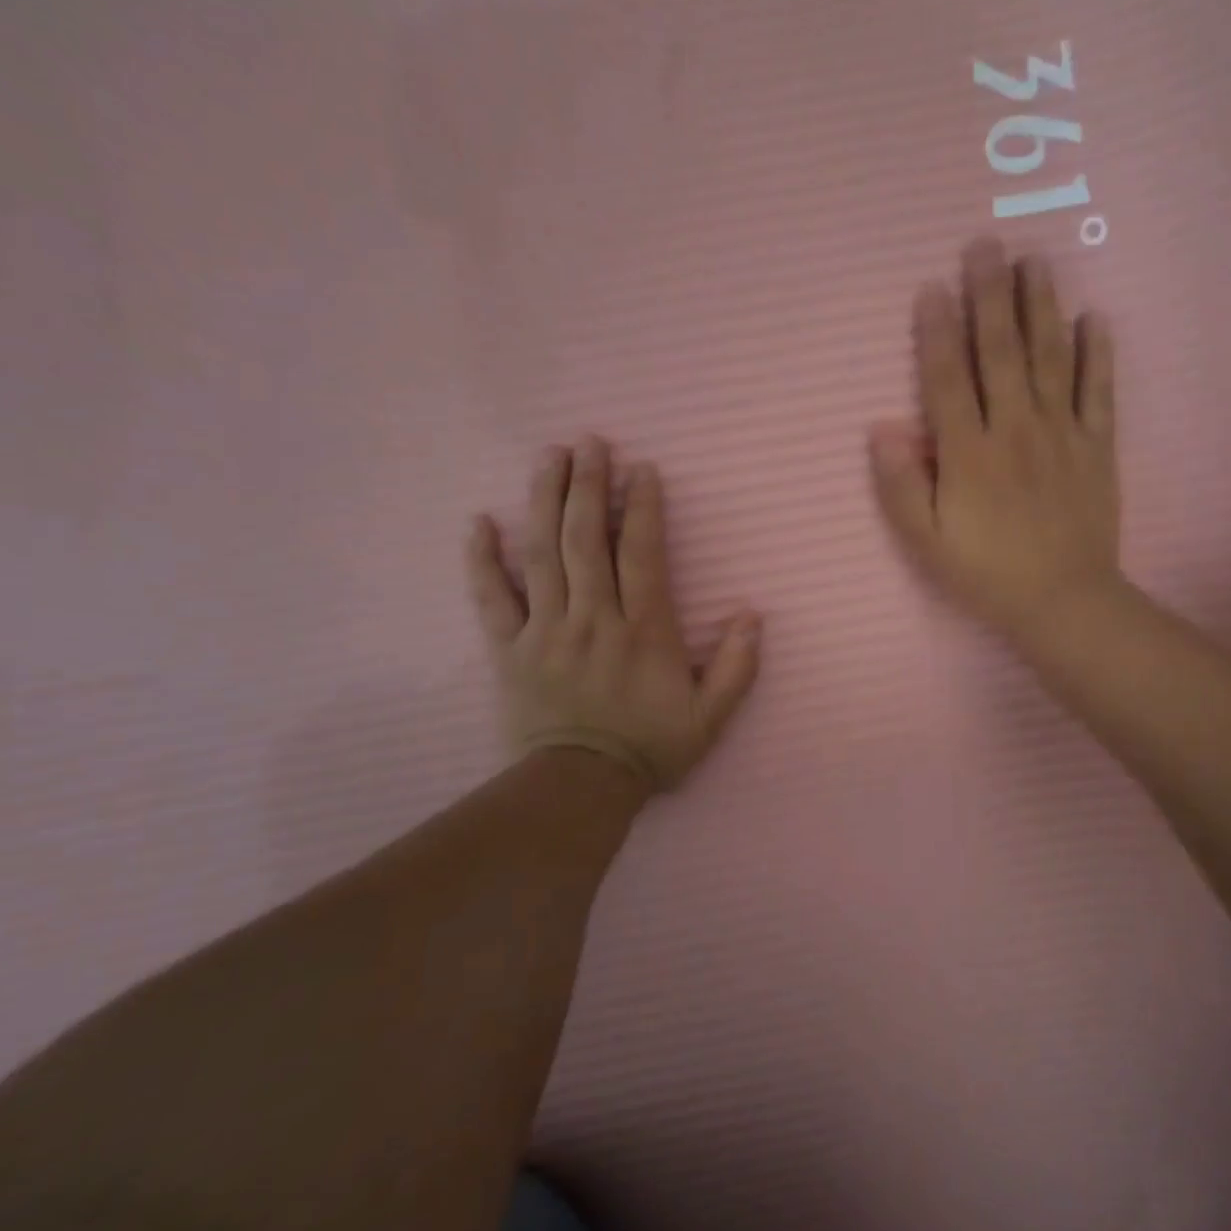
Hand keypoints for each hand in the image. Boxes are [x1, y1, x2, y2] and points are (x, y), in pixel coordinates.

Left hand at [465, 438, 761, 792]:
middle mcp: (593, 619)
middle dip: (588, 485)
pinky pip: (490, 597)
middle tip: (589, 442)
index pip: (640, 554)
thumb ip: (736, 667)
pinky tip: (478, 521)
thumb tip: (751, 616)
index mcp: (642, 630)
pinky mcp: (508, 649)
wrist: (579, 788)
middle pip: (586, 539)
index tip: (641, 470)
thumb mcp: (710, 717)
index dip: (641, 508)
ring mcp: (545, 631)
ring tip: (549, 458)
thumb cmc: (649, 748)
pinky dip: (482, 559)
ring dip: (545, 501)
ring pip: (542, 555)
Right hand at [870, 238, 1121, 643]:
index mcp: (969, 453)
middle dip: (991, 296)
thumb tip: (881, 428)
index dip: (937, 331)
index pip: (948, 379)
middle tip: (986, 244)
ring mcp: (1061, 434)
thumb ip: (901, 485)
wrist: (1062, 602)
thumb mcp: (926, 542)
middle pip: (1001, 352)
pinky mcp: (1097, 447)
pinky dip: (1097, 353)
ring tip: (1035, 260)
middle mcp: (1015, 430)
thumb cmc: (986, 574)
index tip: (933, 286)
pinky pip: (1098, 391)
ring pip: (1050, 358)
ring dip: (1041, 306)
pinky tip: (1094, 317)